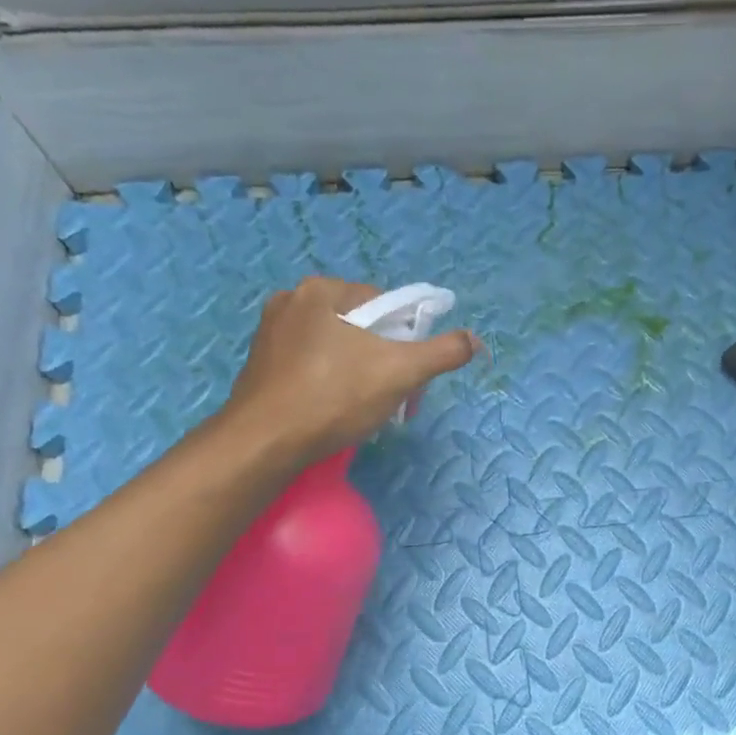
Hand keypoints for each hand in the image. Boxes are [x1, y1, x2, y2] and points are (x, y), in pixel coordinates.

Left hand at [218, 277, 479, 468]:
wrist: (264, 443)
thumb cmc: (334, 397)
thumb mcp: (400, 372)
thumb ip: (442, 352)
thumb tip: (474, 340)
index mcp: (321, 290)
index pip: (384, 304)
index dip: (406, 338)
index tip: (410, 373)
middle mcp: (291, 301)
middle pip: (361, 326)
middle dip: (384, 359)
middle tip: (393, 396)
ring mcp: (271, 334)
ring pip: (336, 348)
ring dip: (360, 373)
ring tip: (365, 407)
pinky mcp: (261, 365)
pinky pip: (311, 365)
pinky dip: (330, 383)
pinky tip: (335, 410)